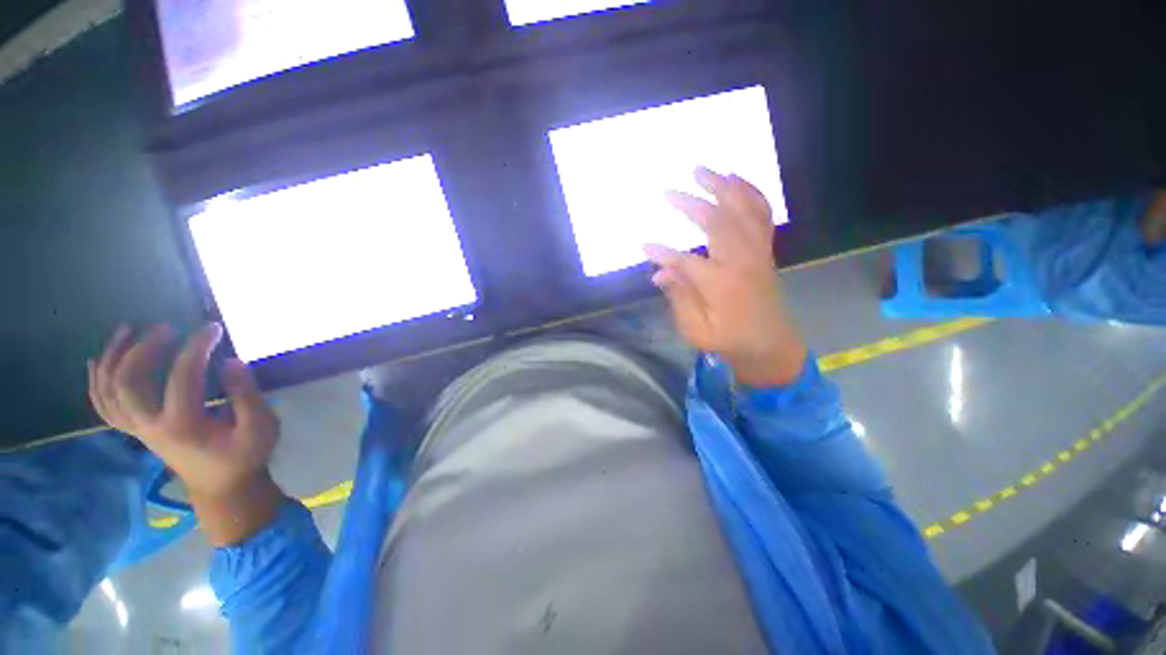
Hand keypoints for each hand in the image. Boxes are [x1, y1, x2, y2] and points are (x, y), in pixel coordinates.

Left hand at [89, 323, 283, 544]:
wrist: (222, 487)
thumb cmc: (245, 456)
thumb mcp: (260, 427)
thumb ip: (247, 395)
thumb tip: (230, 362)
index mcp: (184, 425)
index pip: (183, 376)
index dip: (197, 347)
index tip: (213, 328)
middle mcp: (151, 426)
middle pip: (128, 381)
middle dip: (142, 348)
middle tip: (165, 327)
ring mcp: (139, 429)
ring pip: (108, 391)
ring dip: (112, 357)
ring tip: (126, 331)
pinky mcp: (136, 430)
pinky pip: (104, 405)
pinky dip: (96, 381)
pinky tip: (99, 361)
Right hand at [645, 167, 807, 387]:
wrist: (770, 345)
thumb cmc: (729, 341)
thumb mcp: (697, 330)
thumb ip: (679, 298)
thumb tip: (659, 273)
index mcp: (722, 286)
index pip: (687, 261)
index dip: (663, 253)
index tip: (644, 246)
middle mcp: (742, 262)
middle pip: (718, 222)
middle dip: (691, 204)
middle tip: (668, 191)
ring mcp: (757, 253)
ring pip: (743, 210)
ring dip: (723, 187)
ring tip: (703, 170)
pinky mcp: (764, 250)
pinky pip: (761, 214)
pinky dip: (750, 192)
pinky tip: (735, 180)